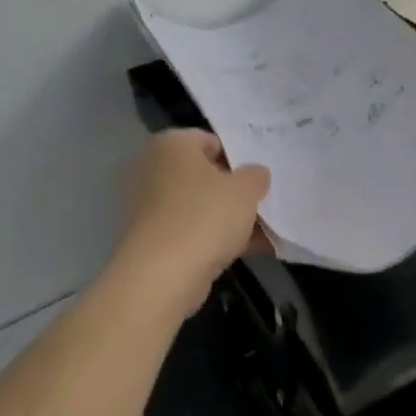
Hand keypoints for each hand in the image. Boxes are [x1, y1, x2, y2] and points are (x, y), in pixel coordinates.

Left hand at [113, 130, 270, 309]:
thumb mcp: (245, 190)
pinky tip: (251, 251)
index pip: (210, 140)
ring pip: (199, 206)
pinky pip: (191, 231)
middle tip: (264, 202)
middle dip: (234, 190)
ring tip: (266, 231)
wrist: (161, 275)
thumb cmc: (204, 216)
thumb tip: (255, 174)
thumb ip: (255, 176)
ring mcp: (149, 206)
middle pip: (204, 175)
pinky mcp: (152, 239)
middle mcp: (153, 169)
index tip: (259, 177)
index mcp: (170, 145)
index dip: (238, 157)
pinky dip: (216, 239)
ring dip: (229, 218)